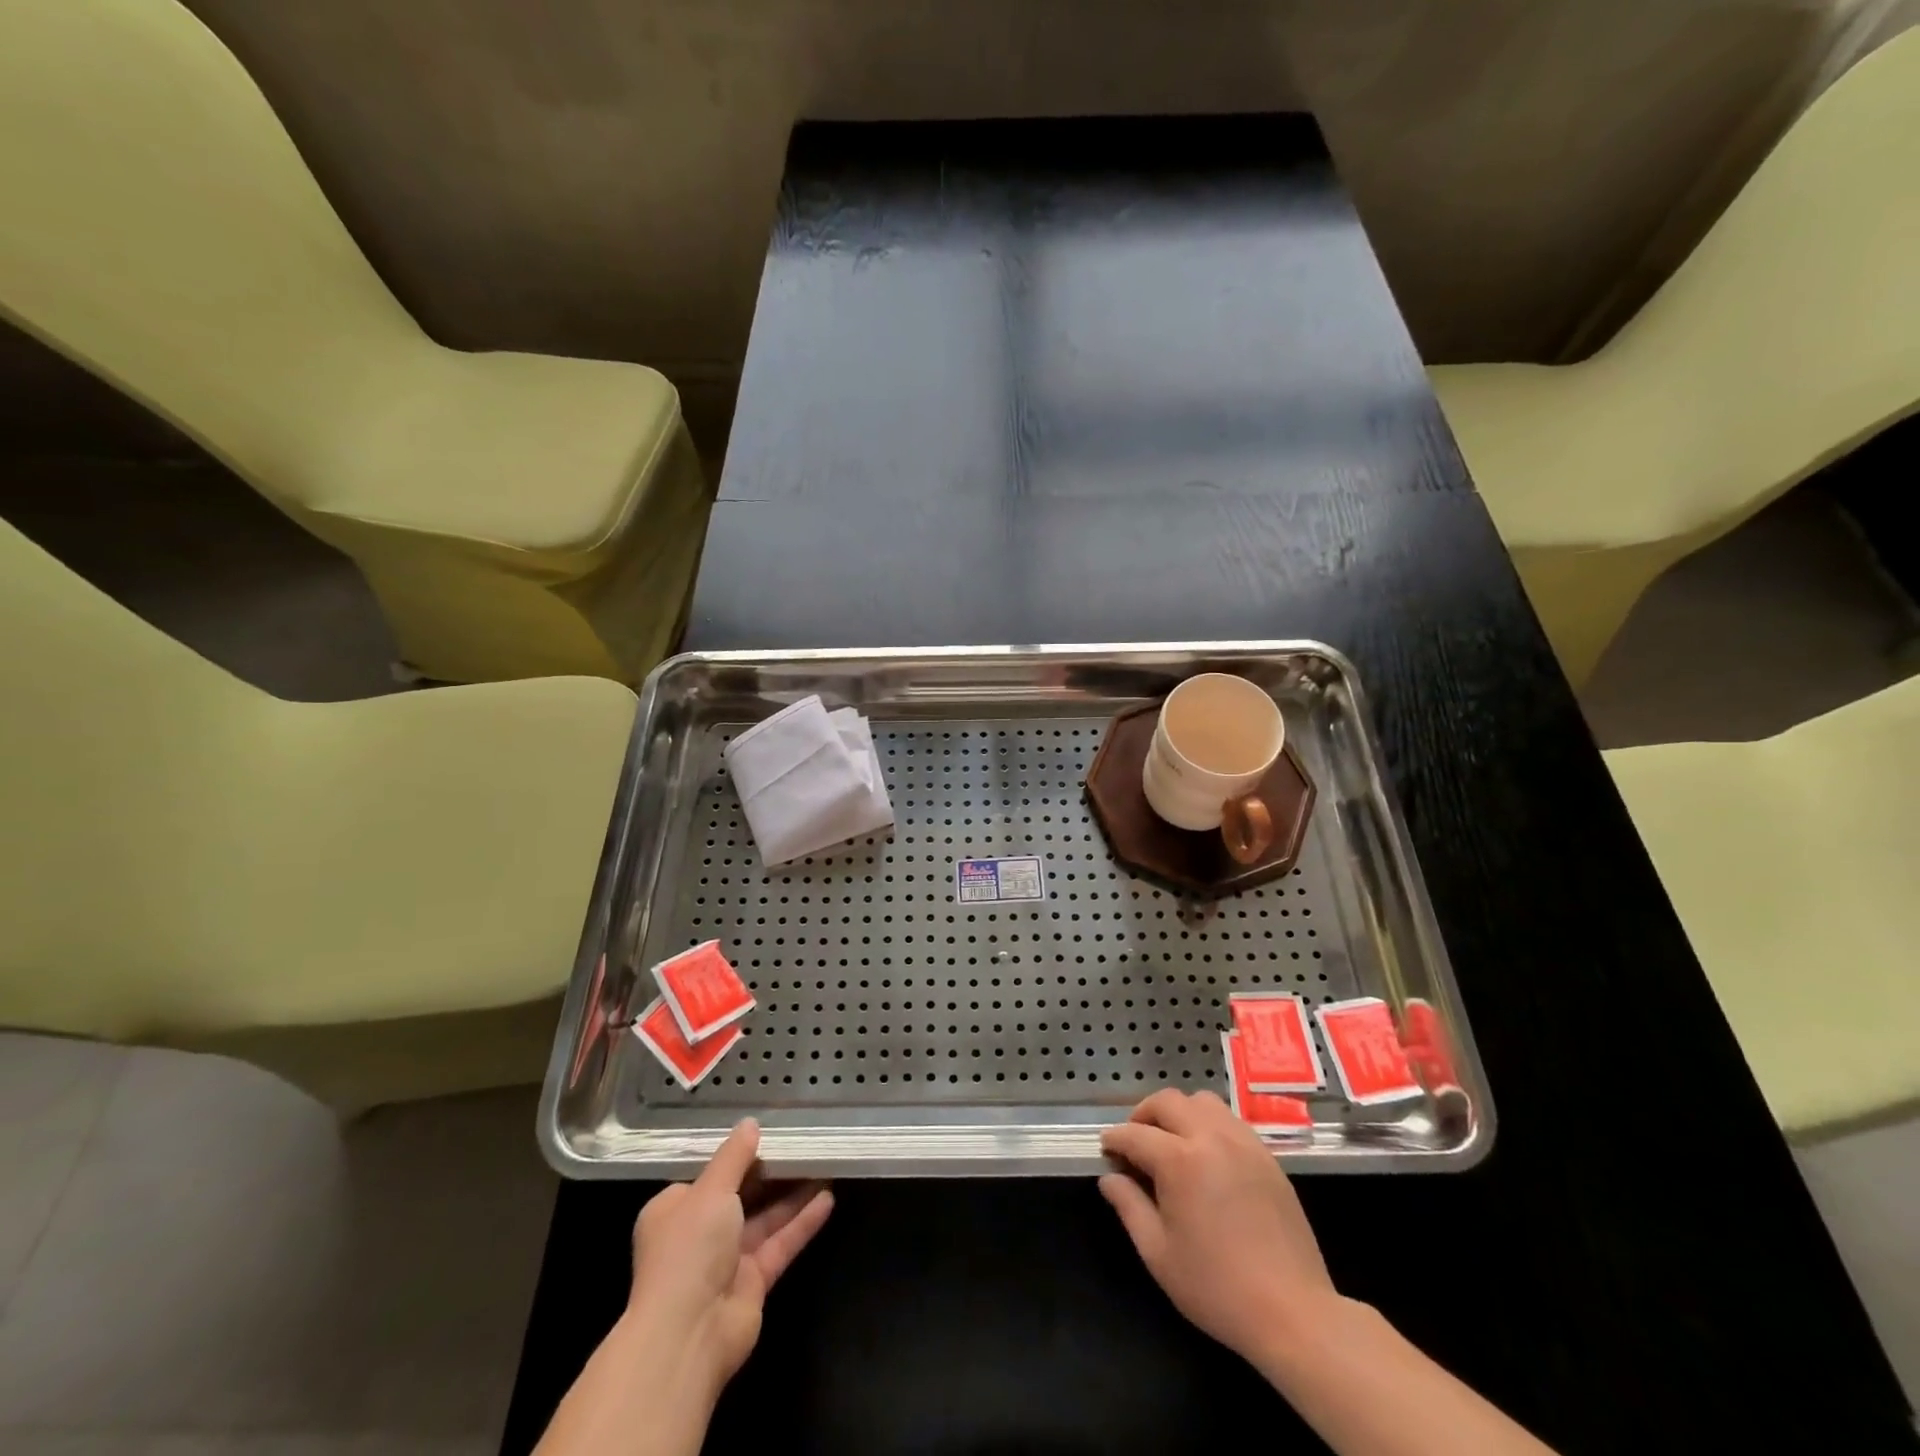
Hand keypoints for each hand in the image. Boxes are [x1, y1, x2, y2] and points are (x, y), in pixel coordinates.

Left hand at [626, 1119, 833, 1393]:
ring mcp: (726, 1261)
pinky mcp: (753, 1283)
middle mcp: (699, 1234)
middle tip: (804, 1146)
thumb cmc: (689, 1250)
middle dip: (771, 1174)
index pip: (708, 1176)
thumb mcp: (711, 1190)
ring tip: (824, 1165)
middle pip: (741, 1196)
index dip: (737, 1156)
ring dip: (793, 1195)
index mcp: (675, 1209)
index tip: (768, 1135)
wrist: (688, 1334)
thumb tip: (750, 1123)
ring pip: (765, 1219)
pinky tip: (828, 1199)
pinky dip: (802, 1222)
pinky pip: (780, 1243)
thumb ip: (734, 1156)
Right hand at [1100, 1089, 1336, 1362]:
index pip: (1136, 1134)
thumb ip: (1129, 1206)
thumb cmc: (1217, 1288)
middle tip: (1136, 1142)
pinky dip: (1209, 1124)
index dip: (1115, 1140)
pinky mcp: (1267, 1156)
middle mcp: (1211, 1138)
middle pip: (1168, 1101)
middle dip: (1144, 1115)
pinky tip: (1207, 1156)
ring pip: (1202, 1101)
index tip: (1106, 1150)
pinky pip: (1230, 1121)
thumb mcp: (1159, 1253)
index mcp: (1180, 1160)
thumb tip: (1109, 1178)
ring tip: (1173, 1143)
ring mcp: (1244, 1143)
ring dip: (1179, 1112)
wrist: (1293, 1313)